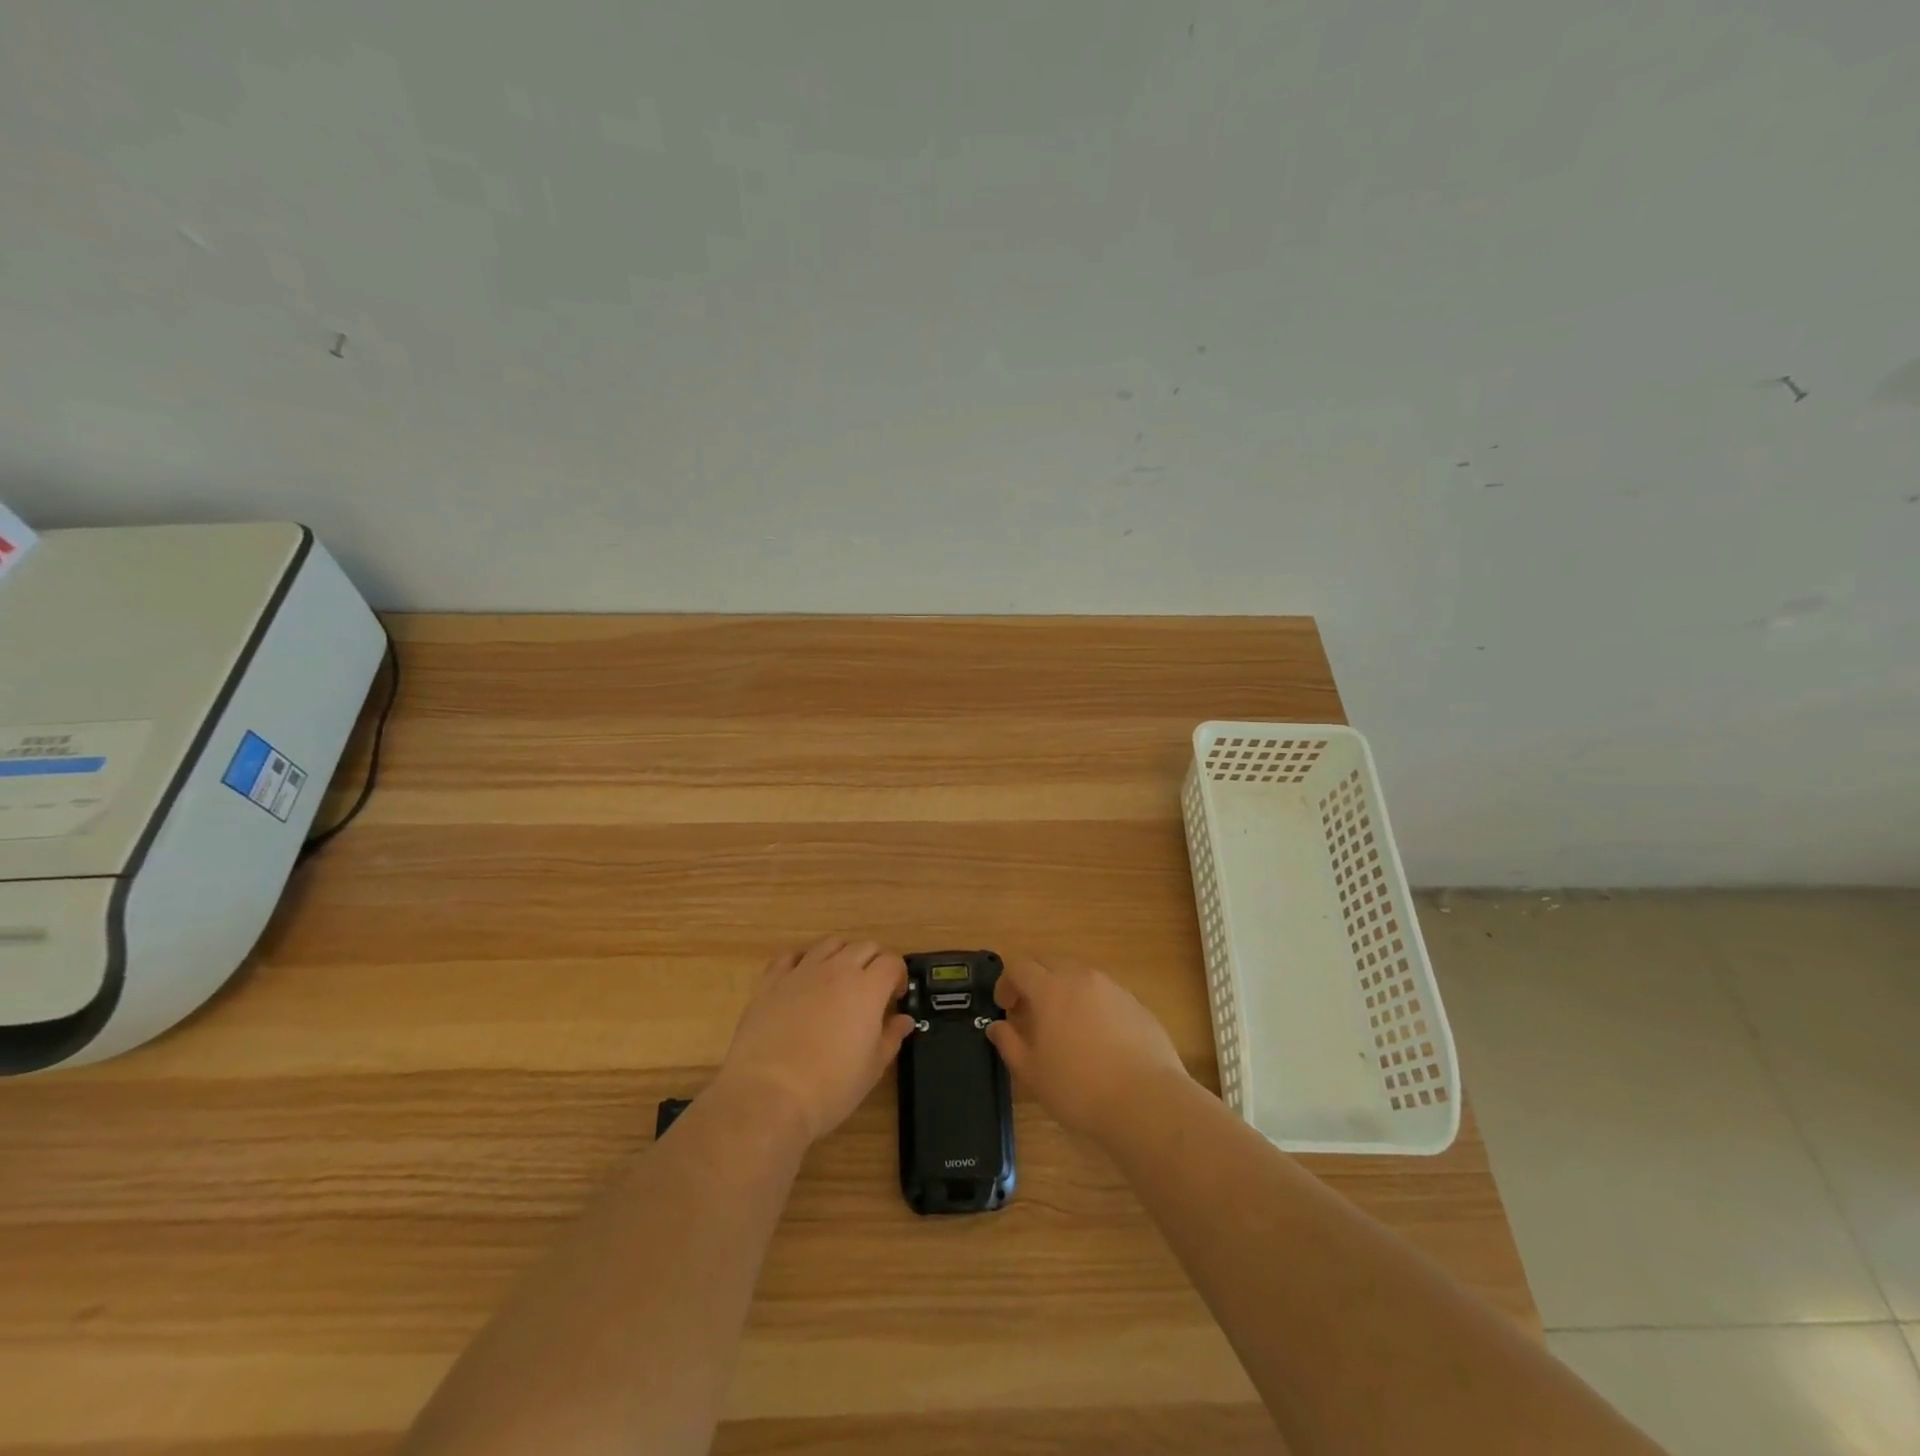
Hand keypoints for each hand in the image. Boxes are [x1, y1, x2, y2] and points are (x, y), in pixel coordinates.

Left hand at [714, 937, 913, 1143]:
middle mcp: (837, 969)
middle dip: (874, 962)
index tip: (895, 998)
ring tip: (838, 981)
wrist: (768, 1095)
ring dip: (841, 955)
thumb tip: (904, 1020)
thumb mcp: (872, 1069)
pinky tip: (802, 980)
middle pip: (864, 946)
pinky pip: (790, 956)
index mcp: (867, 988)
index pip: (892, 962)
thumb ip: (891, 1037)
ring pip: (829, 944)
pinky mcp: (771, 981)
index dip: (898, 976)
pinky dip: (802, 961)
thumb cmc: (829, 1087)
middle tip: (871, 990)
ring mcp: (801, 971)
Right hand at [986, 955, 1190, 1146]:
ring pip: (1079, 974)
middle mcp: (1081, 977)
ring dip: (1064, 989)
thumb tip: (997, 1026)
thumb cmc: (1079, 1088)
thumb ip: (1009, 1043)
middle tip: (1029, 1010)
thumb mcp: (1032, 1072)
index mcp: (1050, 988)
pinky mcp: (1136, 1003)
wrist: (1146, 1101)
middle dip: (1034, 979)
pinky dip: (1091, 1003)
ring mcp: (1113, 987)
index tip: (1005, 1007)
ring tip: (1063, 1024)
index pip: (1020, 966)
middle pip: (1050, 961)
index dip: (1006, 983)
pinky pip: (1104, 992)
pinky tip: (1096, 1037)